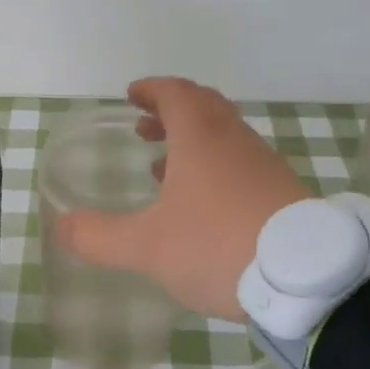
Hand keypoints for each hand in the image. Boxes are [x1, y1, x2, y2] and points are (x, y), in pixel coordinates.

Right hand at [55, 77, 308, 320]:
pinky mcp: (284, 192)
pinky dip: (216, 167)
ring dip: (193, 141)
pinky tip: (205, 205)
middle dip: (171, 111)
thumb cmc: (218, 247)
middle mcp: (235, 141)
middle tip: (146, 127)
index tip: (132, 95)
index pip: (175, 93)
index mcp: (201, 138)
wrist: (307, 279)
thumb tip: (62, 227)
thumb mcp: (148, 247)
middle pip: (204, 107)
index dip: (152, 89)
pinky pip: (242, 163)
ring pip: (225, 136)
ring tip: (165, 169)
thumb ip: (100, 237)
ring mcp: (265, 165)